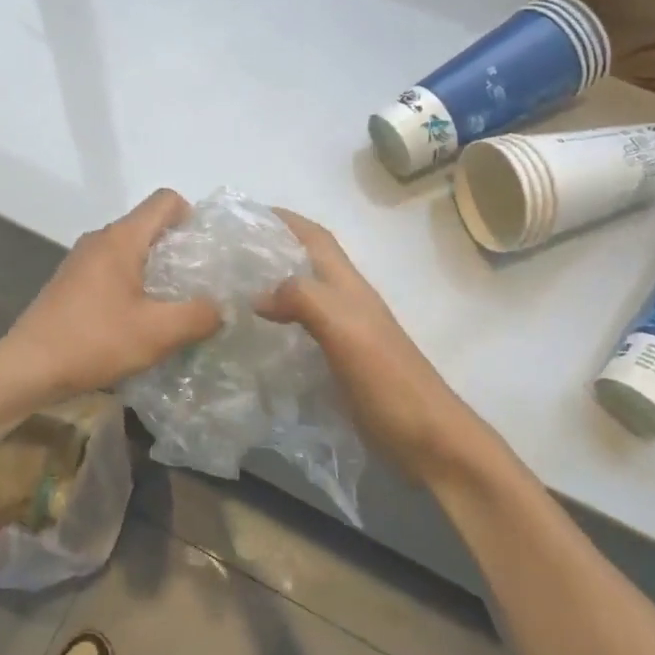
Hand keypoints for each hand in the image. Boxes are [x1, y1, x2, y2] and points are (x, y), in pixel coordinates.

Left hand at [3, 190, 221, 399]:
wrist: (28, 367)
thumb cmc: (94, 342)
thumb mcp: (157, 333)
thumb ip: (198, 316)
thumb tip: (221, 308)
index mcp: (121, 239)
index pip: (165, 201)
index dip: (192, 217)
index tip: (206, 252)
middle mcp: (99, 239)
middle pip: (148, 226)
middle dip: (178, 249)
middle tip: (198, 285)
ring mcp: (81, 261)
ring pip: (130, 250)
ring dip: (155, 271)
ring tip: (172, 306)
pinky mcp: (71, 283)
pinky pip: (111, 270)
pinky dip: (132, 285)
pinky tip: (137, 320)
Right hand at [257, 209, 478, 478]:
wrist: (428, 440)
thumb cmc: (388, 381)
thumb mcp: (345, 331)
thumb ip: (304, 300)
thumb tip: (256, 293)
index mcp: (349, 288)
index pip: (316, 239)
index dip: (286, 220)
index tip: (246, 214)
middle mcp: (346, 304)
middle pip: (307, 264)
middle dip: (272, 250)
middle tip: (226, 256)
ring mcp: (345, 336)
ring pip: (303, 297)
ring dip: (271, 287)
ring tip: (231, 292)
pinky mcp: (340, 365)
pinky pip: (301, 332)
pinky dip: (277, 325)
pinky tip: (255, 339)